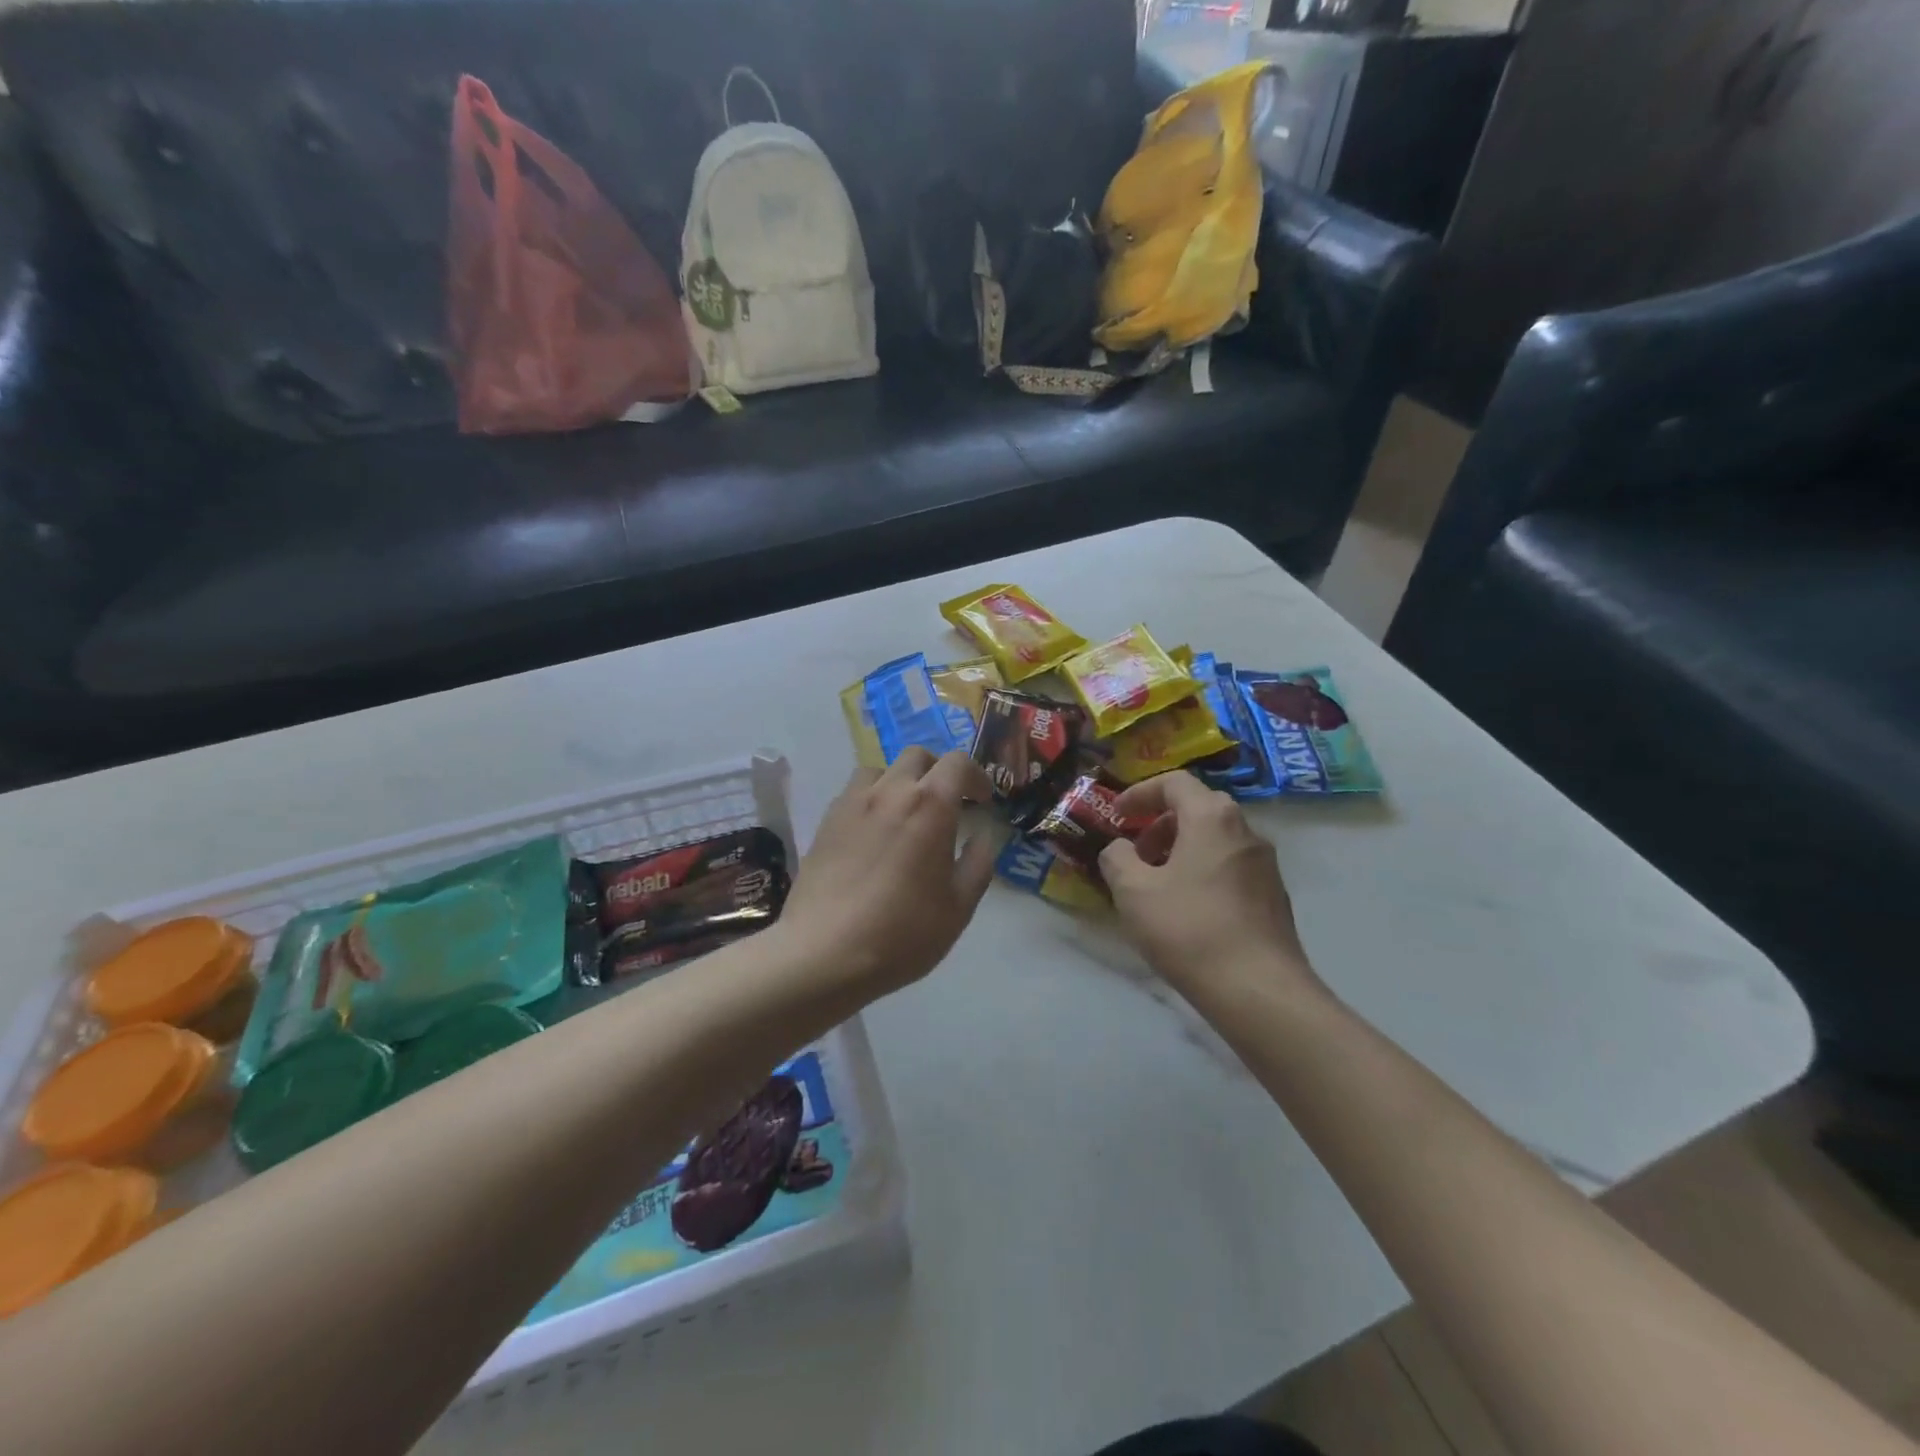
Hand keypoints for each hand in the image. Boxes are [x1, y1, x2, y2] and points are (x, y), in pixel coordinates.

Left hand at [778, 747, 998, 998]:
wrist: (824, 953)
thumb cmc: (902, 933)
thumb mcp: (958, 907)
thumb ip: (978, 864)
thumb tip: (984, 837)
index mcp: (930, 806)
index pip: (957, 763)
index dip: (976, 776)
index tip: (982, 800)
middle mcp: (890, 792)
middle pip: (917, 756)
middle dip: (938, 771)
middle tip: (947, 803)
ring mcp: (852, 803)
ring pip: (881, 770)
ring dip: (900, 781)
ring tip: (906, 814)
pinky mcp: (826, 821)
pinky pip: (854, 793)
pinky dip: (872, 799)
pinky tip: (873, 833)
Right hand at [1099, 772, 1320, 998]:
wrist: (1259, 991)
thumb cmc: (1189, 930)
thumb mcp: (1133, 892)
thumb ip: (1117, 858)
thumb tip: (1120, 849)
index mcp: (1211, 818)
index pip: (1174, 783)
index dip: (1139, 794)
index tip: (1117, 816)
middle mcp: (1245, 830)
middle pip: (1197, 808)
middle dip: (1159, 824)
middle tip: (1136, 853)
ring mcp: (1265, 864)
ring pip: (1215, 839)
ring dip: (1181, 850)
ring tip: (1156, 885)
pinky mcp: (1274, 896)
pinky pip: (1230, 866)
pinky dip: (1202, 871)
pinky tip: (1187, 910)